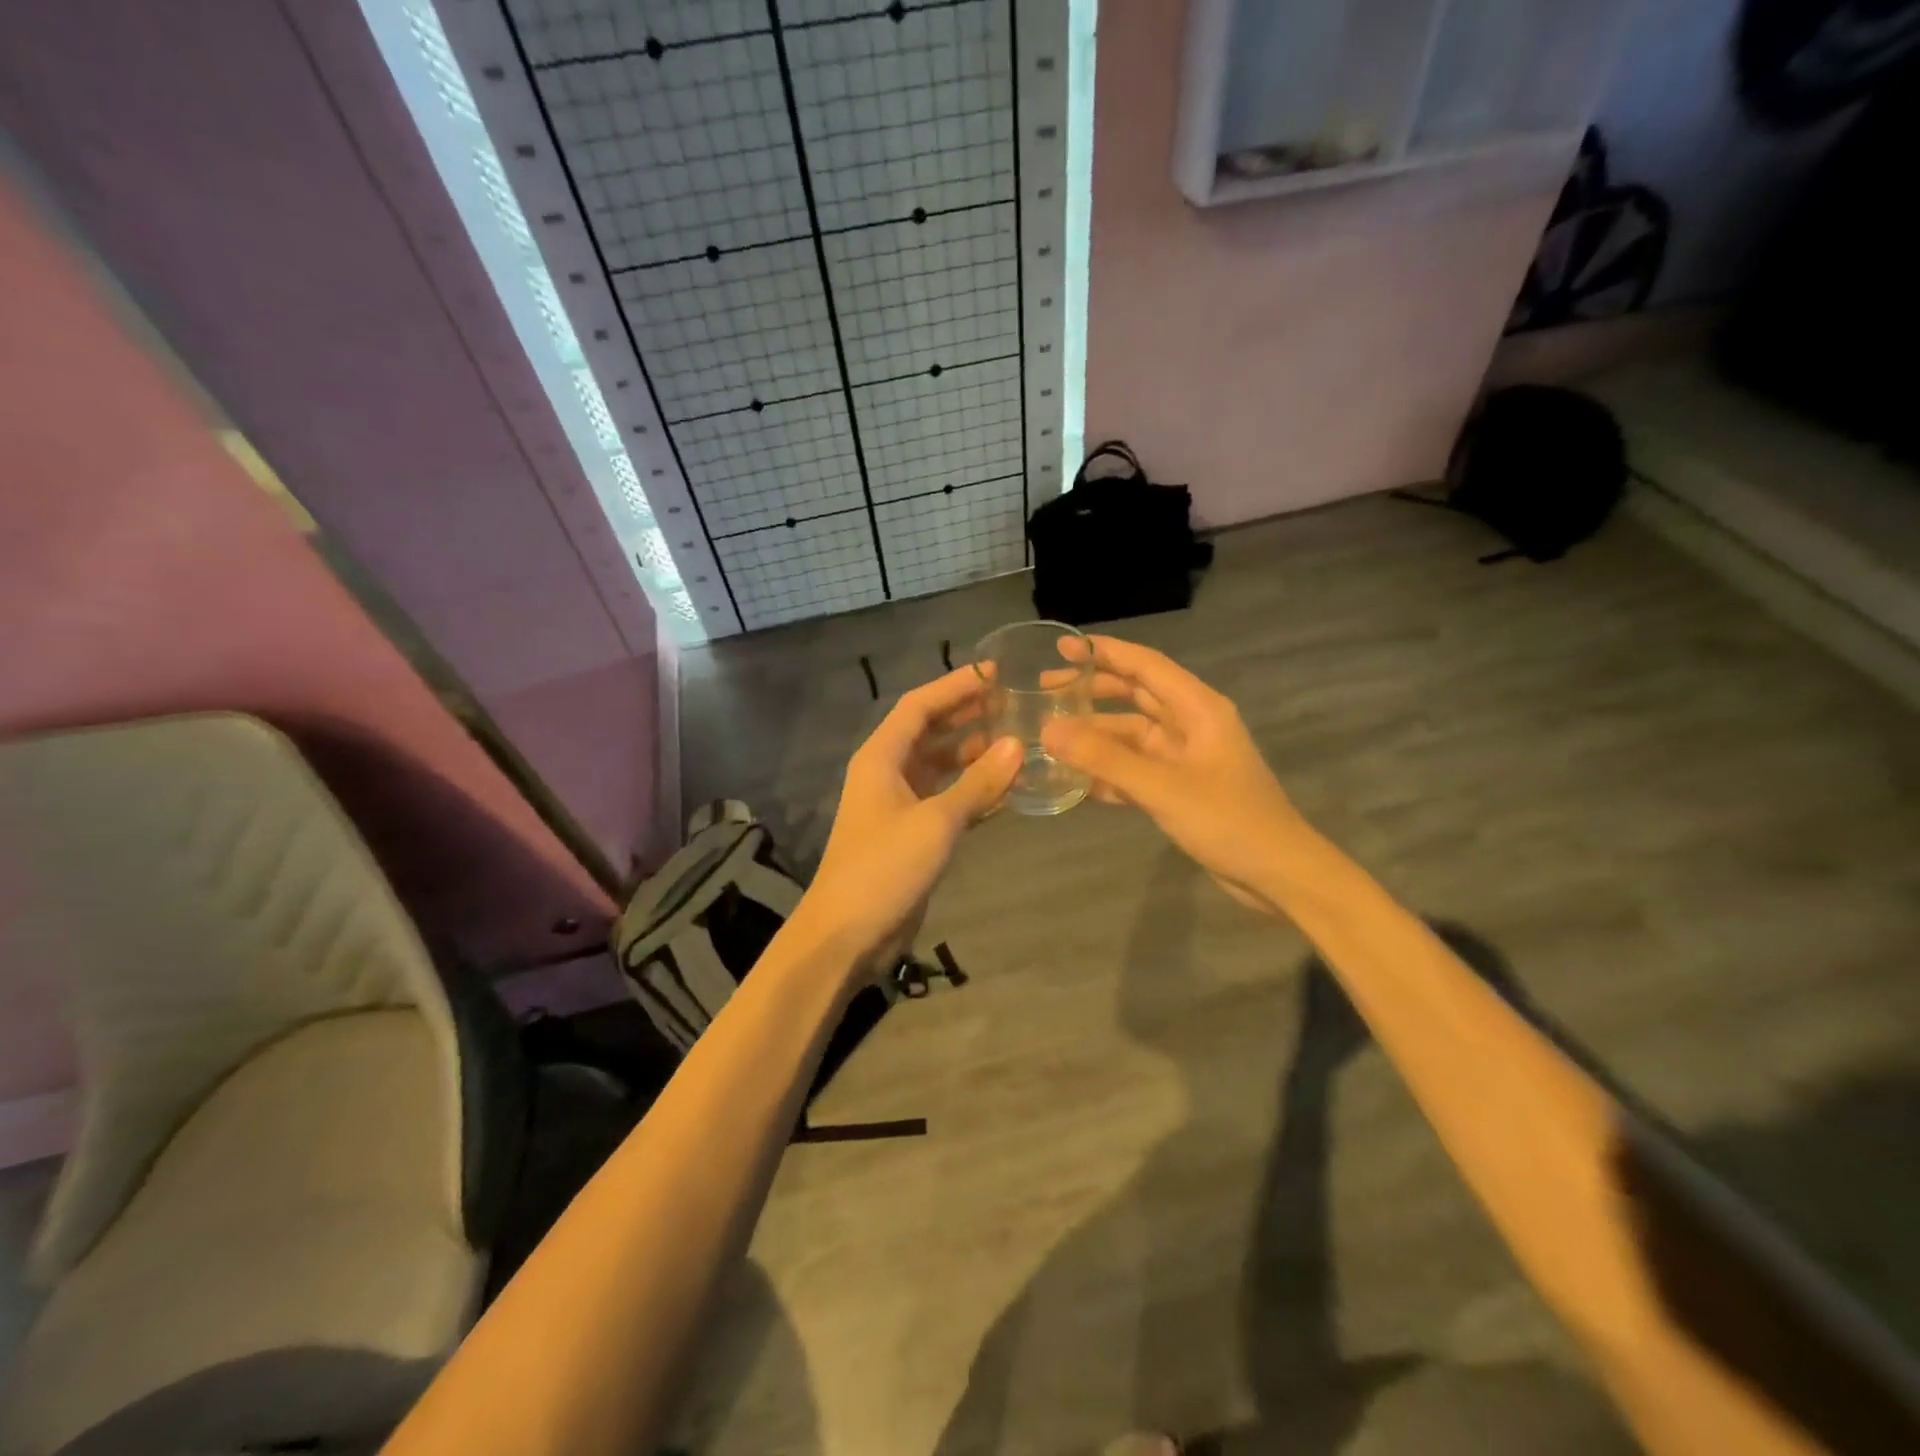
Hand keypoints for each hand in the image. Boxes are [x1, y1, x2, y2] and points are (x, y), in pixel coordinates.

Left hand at [795, 666, 1020, 977]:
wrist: (847, 934)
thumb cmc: (884, 868)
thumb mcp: (936, 822)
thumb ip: (978, 783)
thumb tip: (1018, 744)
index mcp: (882, 757)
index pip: (920, 705)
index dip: (956, 685)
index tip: (995, 672)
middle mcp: (888, 772)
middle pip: (930, 731)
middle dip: (968, 715)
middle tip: (1015, 703)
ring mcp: (900, 804)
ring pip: (941, 765)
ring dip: (974, 753)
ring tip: (1018, 740)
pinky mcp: (912, 833)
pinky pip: (947, 798)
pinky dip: (973, 790)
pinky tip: (1007, 788)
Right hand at [1040, 636, 1307, 913]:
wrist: (1276, 874)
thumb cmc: (1227, 820)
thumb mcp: (1161, 787)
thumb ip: (1104, 758)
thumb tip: (1048, 730)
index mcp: (1198, 709)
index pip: (1145, 666)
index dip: (1104, 652)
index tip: (1062, 647)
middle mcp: (1191, 725)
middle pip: (1136, 696)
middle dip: (1093, 691)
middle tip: (1046, 692)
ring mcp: (1185, 758)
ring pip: (1132, 735)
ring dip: (1095, 736)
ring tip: (1050, 738)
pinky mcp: (1179, 789)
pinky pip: (1136, 770)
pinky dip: (1108, 772)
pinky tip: (1074, 780)